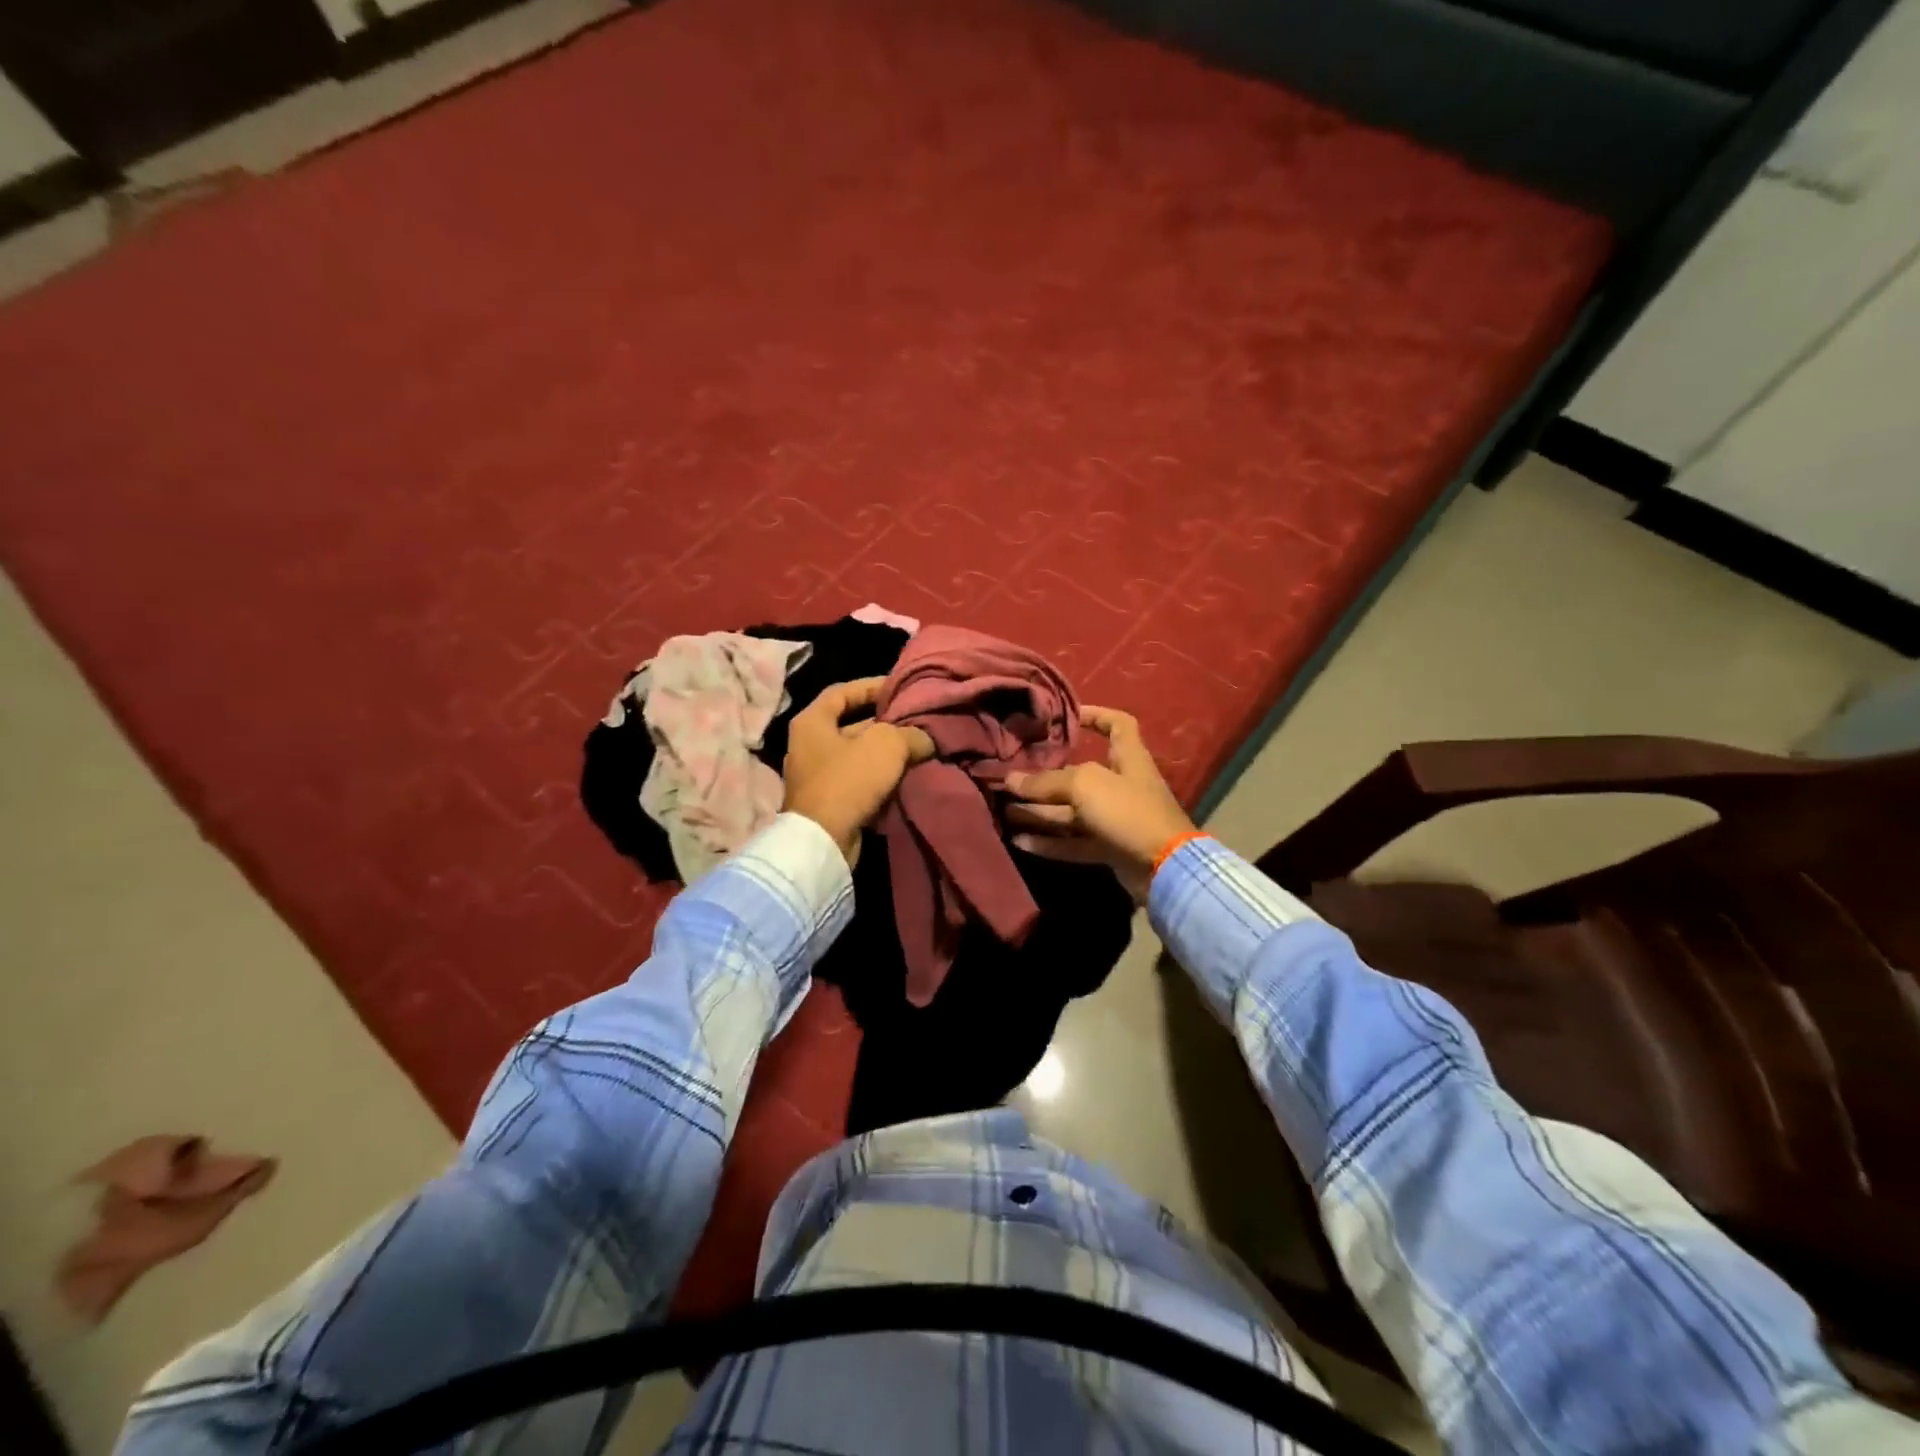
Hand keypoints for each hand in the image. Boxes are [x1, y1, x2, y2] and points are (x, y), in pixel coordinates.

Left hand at [782, 678, 934, 863]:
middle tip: (915, 722)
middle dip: (884, 725)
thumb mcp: (887, 745)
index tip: (898, 688)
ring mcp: (815, 776)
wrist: (824, 840)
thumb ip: (910, 733)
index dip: (871, 686)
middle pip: (851, 726)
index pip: (842, 692)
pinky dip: (880, 779)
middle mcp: (808, 745)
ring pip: (858, 757)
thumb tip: (925, 739)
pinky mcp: (826, 803)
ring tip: (918, 750)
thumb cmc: (849, 780)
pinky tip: (905, 778)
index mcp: (812, 721)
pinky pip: (858, 782)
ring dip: (885, 755)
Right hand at [1003, 706, 1195, 901]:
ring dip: (1040, 812)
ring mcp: (1116, 819)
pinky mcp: (1110, 848)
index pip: (1118, 724)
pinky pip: (1074, 842)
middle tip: (1012, 778)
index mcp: (1128, 758)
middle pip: (1080, 775)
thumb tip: (1011, 780)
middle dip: (1045, 777)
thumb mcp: (1085, 786)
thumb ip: (1046, 782)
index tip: (1067, 715)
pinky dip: (1049, 842)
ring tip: (1006, 811)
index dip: (1096, 715)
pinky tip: (1019, 841)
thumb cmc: (1128, 810)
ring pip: (1072, 812)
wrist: (1163, 867)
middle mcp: (1121, 785)